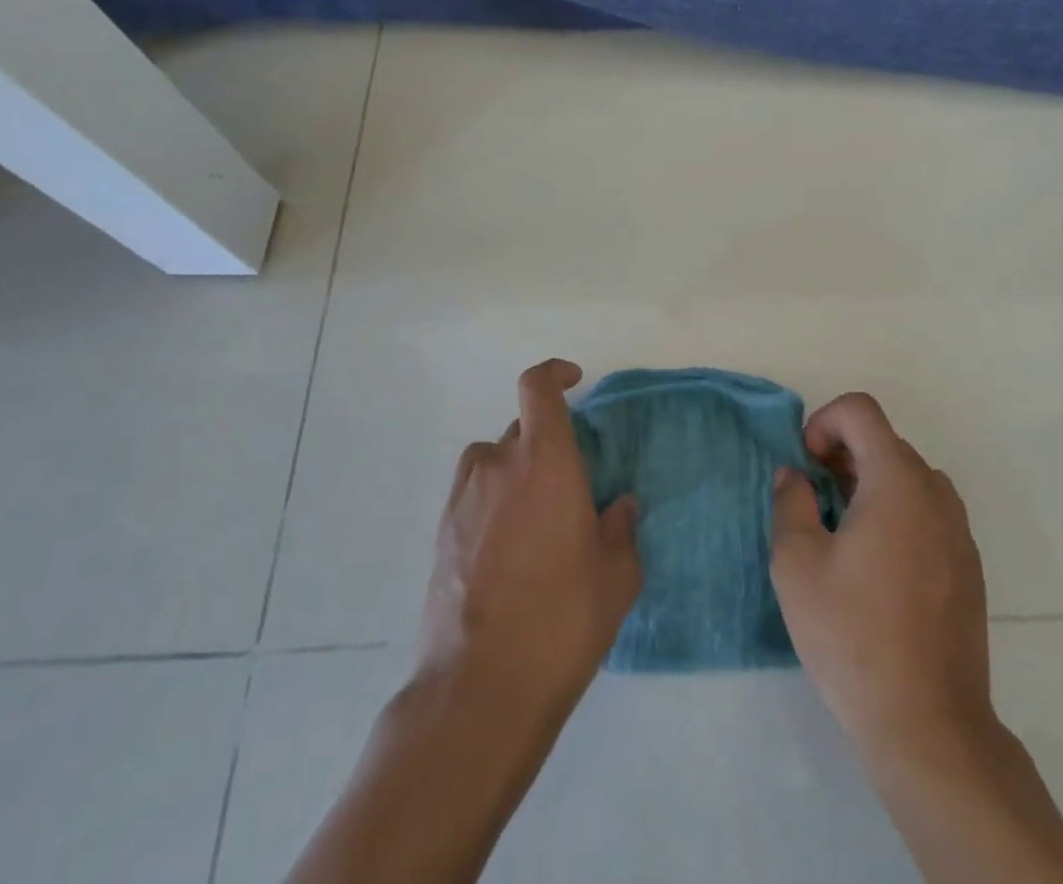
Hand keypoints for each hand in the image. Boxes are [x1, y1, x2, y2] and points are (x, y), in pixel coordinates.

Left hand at [415, 360, 641, 717]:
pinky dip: (491, 504)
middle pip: (520, 429)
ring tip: (534, 522)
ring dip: (514, 473)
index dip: (554, 373)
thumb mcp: (616, 577)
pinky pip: (472, 496)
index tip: (574, 381)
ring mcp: (463, 498)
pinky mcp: (441, 533)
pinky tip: (506, 553)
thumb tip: (620, 506)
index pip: (538, 388)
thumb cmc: (561, 621)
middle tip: (569, 491)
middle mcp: (499, 465)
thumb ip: (622, 529)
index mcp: (546, 461)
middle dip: (546, 445)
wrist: (479, 689)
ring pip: (491, 461)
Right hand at [769, 392, 993, 759]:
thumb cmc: (853, 635)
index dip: (824, 421)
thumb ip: (790, 503)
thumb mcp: (797, 564)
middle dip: (842, 455)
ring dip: (870, 484)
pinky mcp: (968, 565)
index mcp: (897, 480)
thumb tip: (796, 476)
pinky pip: (927, 512)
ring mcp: (958, 529)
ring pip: (908, 477)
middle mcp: (935, 492)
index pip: (861, 411)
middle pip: (884, 442)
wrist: (929, 724)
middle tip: (814, 500)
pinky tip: (877, 569)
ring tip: (843, 533)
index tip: (806, 465)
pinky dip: (897, 513)